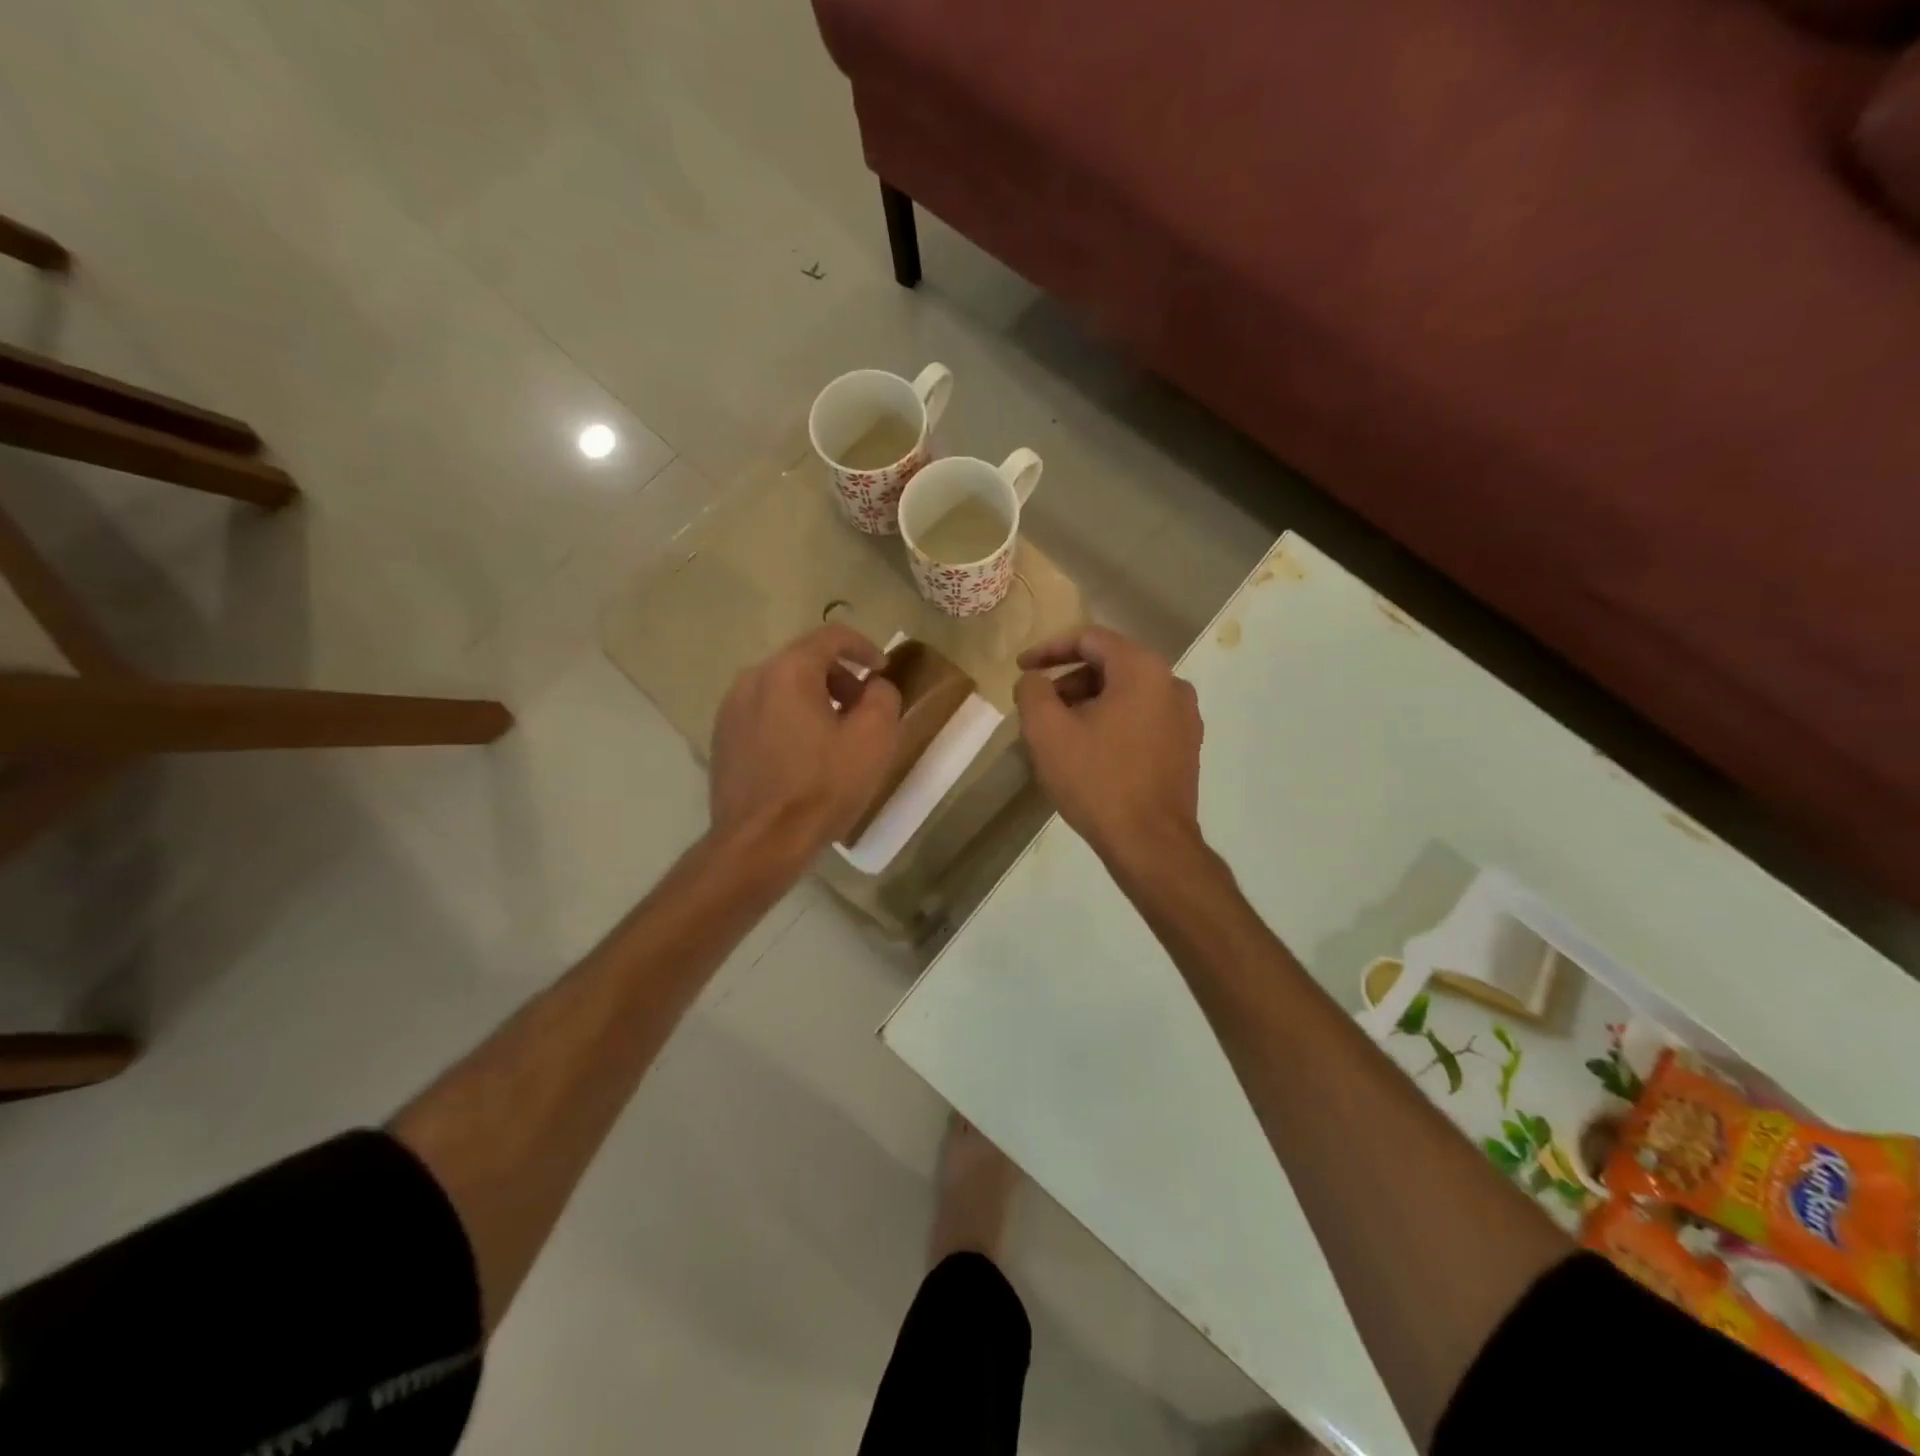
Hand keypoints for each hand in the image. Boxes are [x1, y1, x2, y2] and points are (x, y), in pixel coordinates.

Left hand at [709, 624, 901, 861]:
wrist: (760, 843)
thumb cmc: (822, 787)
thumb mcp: (874, 739)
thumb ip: (883, 697)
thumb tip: (874, 687)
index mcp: (788, 671)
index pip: (832, 636)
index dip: (864, 648)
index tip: (882, 671)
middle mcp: (752, 679)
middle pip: (805, 660)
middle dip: (840, 677)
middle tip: (863, 709)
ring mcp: (731, 710)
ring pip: (782, 687)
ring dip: (815, 699)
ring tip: (836, 736)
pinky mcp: (723, 739)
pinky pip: (764, 712)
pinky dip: (790, 719)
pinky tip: (804, 756)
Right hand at [1013, 626, 1203, 862]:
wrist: (1150, 843)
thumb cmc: (1097, 780)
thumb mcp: (1047, 732)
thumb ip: (1033, 691)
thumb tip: (1034, 679)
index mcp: (1142, 669)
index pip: (1090, 639)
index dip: (1049, 649)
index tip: (1021, 667)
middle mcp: (1172, 683)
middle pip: (1110, 664)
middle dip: (1069, 680)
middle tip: (1039, 707)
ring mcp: (1185, 717)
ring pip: (1127, 693)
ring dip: (1089, 703)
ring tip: (1060, 733)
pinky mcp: (1186, 746)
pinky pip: (1142, 718)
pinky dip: (1112, 722)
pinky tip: (1090, 752)